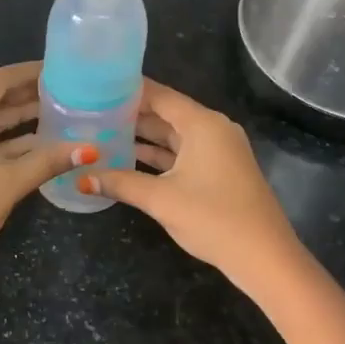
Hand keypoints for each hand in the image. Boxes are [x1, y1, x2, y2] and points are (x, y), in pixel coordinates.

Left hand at [0, 62, 92, 289]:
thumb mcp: (9, 183)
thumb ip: (48, 161)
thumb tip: (90, 149)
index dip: (28, 72)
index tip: (59, 69)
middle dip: (26, 96)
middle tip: (66, 91)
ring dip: (18, 120)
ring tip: (58, 114)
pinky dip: (5, 143)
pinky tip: (37, 146)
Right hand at [83, 78, 302, 288]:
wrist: (264, 257)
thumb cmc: (214, 218)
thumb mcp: (161, 199)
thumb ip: (120, 183)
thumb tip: (80, 179)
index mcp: (202, 124)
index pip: (159, 95)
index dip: (127, 90)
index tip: (95, 86)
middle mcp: (212, 129)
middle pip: (165, 113)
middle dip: (130, 113)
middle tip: (91, 110)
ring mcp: (217, 151)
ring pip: (173, 135)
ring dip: (142, 136)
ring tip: (101, 131)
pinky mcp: (218, 171)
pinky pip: (182, 153)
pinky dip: (157, 154)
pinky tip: (128, 158)